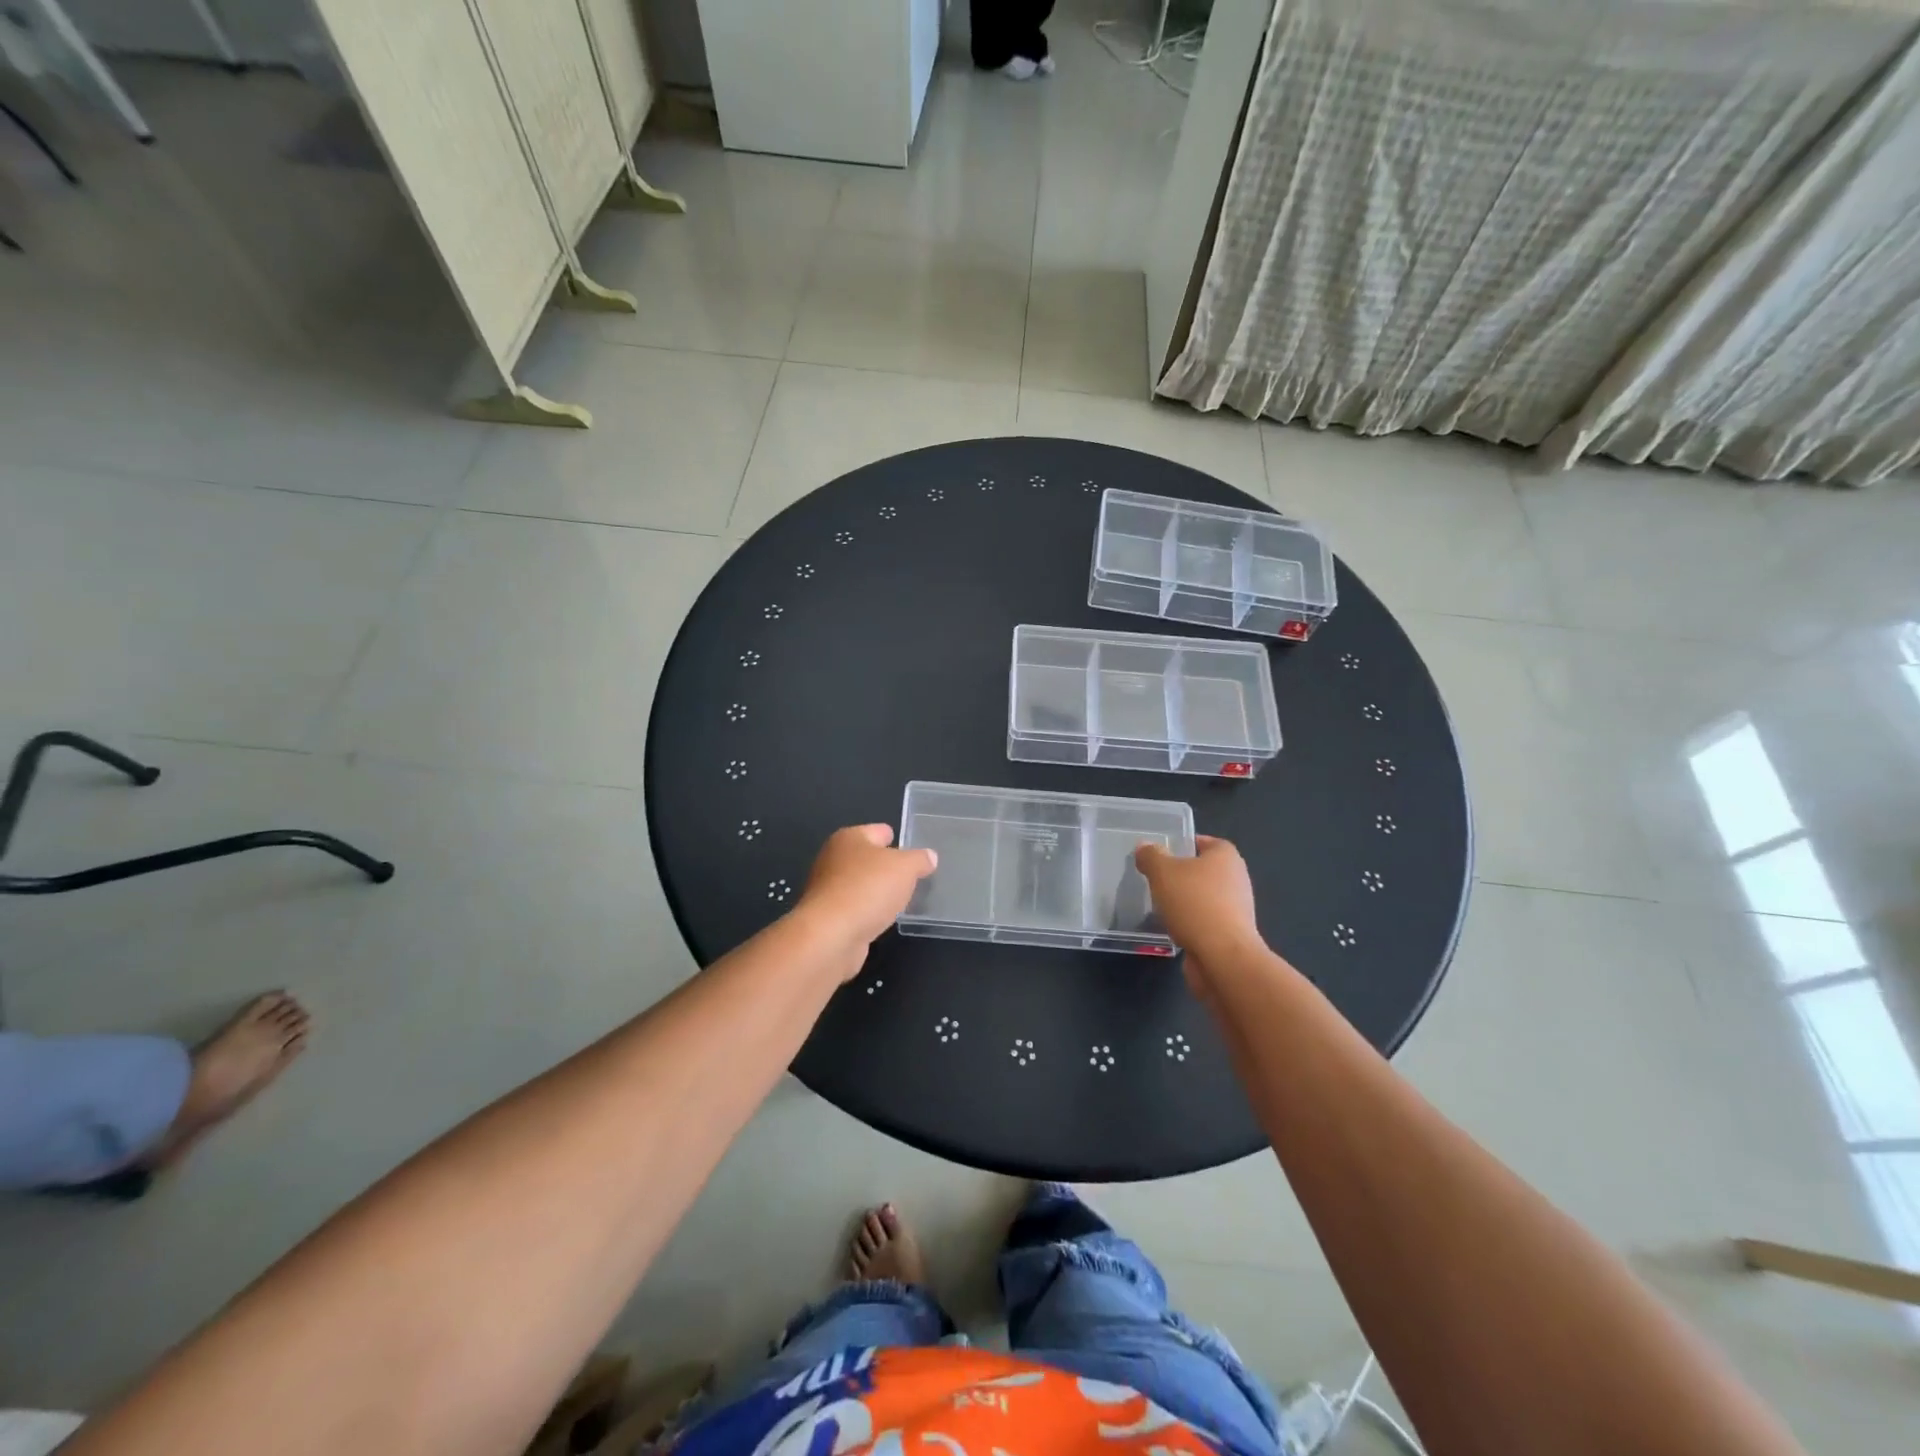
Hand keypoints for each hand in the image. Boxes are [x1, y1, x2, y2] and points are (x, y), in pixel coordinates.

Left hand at [796, 824, 936, 978]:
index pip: (878, 831)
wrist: (831, 936)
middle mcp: (833, 859)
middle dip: (889, 867)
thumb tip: (929, 856)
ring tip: (902, 900)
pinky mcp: (828, 917)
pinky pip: (855, 908)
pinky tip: (882, 919)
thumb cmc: (868, 889)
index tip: (915, 852)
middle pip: (868, 858)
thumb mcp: (905, 868)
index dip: (898, 839)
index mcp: (849, 838)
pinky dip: (868, 912)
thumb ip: (919, 859)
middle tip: (913, 878)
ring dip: (878, 892)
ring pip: (861, 884)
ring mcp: (828, 889)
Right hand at [1134, 836, 1261, 989]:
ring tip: (1160, 905)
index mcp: (1226, 856)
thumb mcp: (1162, 872)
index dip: (1183, 844)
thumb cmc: (1194, 904)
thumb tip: (1145, 847)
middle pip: (1204, 870)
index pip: (1204, 841)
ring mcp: (1236, 908)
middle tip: (1155, 879)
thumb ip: (1151, 856)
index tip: (1161, 854)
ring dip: (1185, 901)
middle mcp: (1236, 878)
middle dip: (1181, 875)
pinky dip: (1191, 922)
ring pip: (1204, 897)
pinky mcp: (1231, 934)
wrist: (1223, 958)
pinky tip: (1173, 928)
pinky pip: (1206, 920)